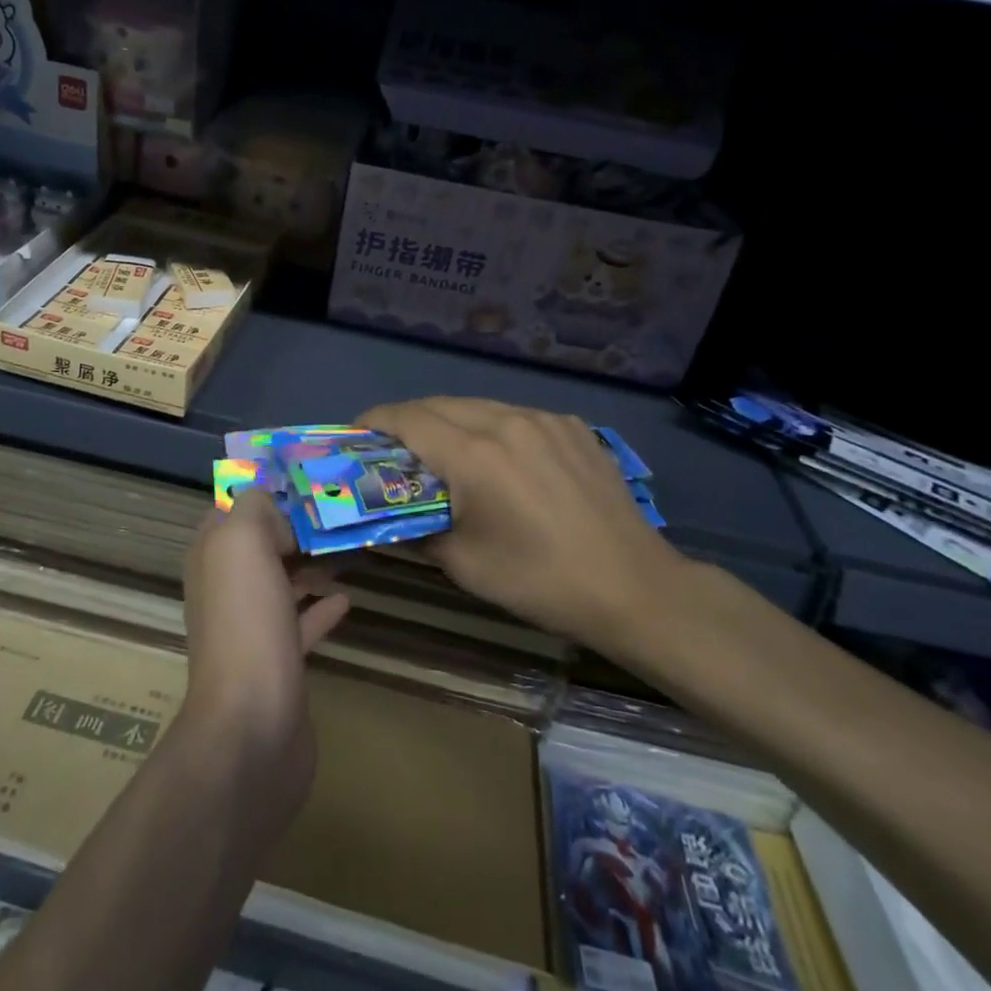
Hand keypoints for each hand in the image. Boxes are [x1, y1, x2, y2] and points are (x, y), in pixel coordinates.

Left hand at [180, 490, 349, 810]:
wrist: (252, 724)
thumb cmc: (246, 622)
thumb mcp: (242, 542)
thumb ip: (254, 508)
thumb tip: (275, 510)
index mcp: (211, 555)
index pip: (232, 508)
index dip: (265, 492)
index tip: (308, 482)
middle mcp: (224, 587)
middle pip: (261, 545)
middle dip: (294, 527)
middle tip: (338, 514)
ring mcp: (249, 627)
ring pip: (280, 581)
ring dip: (309, 564)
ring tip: (348, 550)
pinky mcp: (276, 662)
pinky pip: (299, 623)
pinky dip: (320, 607)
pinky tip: (346, 599)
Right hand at [360, 397, 685, 645]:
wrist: (633, 586)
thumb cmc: (539, 580)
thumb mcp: (464, 563)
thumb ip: (416, 529)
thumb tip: (388, 516)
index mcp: (474, 455)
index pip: (407, 418)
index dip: (375, 421)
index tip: (357, 435)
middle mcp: (505, 421)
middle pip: (438, 404)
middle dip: (408, 421)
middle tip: (394, 450)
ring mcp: (543, 419)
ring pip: (477, 405)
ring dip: (449, 421)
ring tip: (442, 452)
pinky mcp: (571, 426)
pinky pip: (515, 415)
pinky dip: (491, 428)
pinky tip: (499, 459)